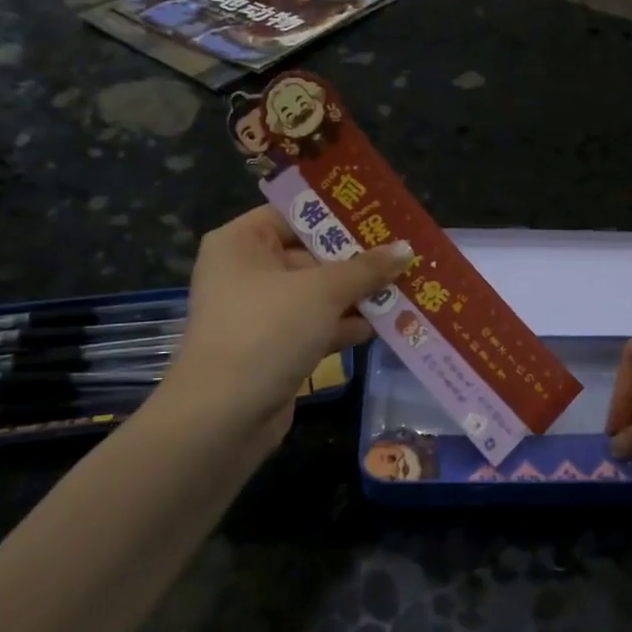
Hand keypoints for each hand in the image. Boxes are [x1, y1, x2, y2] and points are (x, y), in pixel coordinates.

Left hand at [160, 206, 411, 454]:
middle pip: (311, 254)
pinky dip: (344, 325)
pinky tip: (383, 326)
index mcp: (241, 243)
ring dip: (357, 294)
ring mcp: (260, 312)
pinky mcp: (273, 347)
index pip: (294, 214)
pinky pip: (315, 325)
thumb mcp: (323, 291)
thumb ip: (367, 268)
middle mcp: (246, 271)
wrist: (224, 416)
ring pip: (317, 293)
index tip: (381, 217)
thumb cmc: (267, 331)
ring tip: (405, 289)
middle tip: (403, 254)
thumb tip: (407, 248)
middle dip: (357, 260)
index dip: (337, 215)